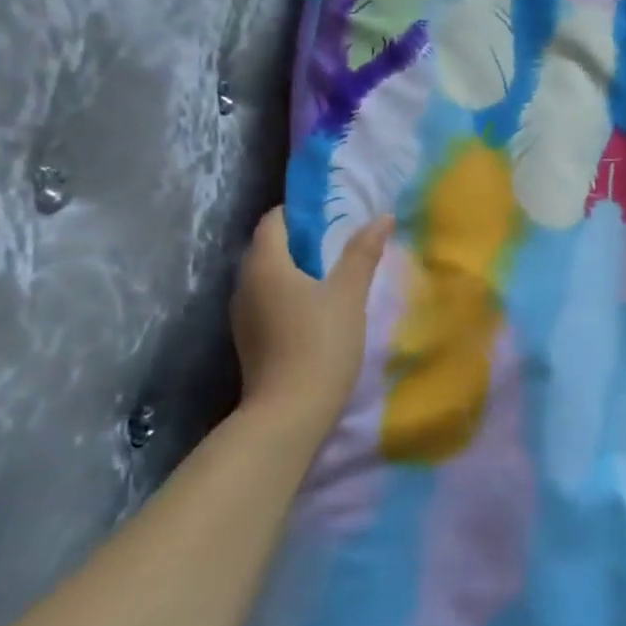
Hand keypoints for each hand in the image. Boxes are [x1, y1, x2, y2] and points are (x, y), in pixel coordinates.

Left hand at [231, 207, 391, 434]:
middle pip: (269, 247)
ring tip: (335, 275)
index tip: (335, 215)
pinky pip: (268, 301)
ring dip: (297, 269)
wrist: (289, 414)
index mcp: (265, 265)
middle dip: (303, 240)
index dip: (302, 212)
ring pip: (268, 276)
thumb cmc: (320, 344)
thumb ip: (363, 253)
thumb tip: (382, 217)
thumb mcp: (349, 295)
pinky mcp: (250, 339)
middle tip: (343, 243)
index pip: (274, 220)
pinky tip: (317, 309)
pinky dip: (290, 294)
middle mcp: (245, 284)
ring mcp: (243, 315)